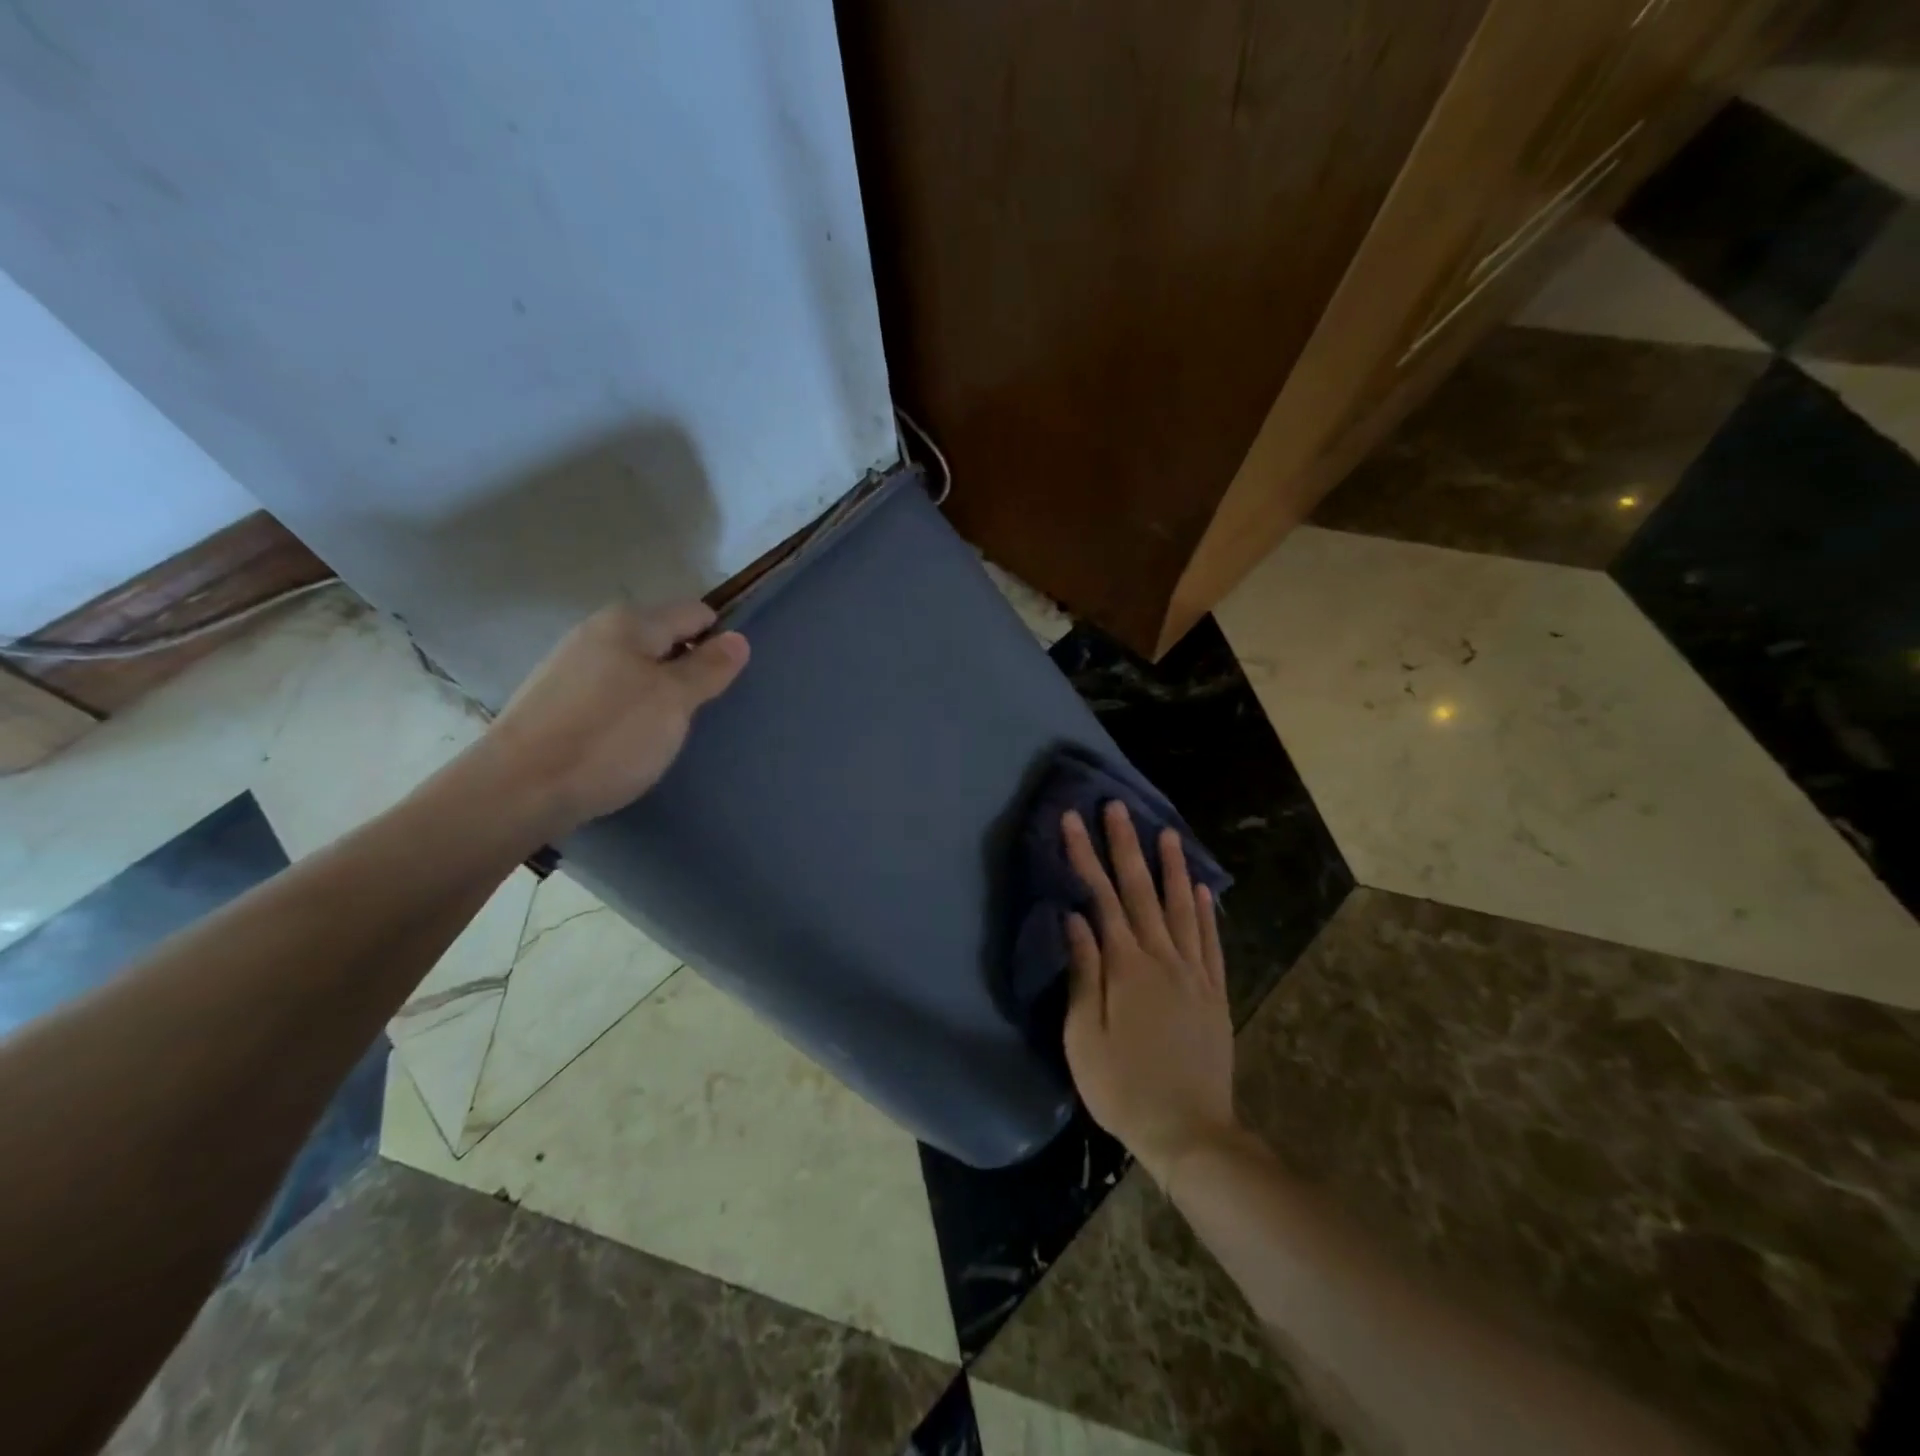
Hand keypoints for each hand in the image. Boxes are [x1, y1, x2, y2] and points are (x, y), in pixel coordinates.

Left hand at [483, 601, 748, 837]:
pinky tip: (627, 741)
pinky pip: (610, 692)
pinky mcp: (556, 699)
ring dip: (658, 692)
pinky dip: (628, 709)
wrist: (518, 789)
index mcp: (630, 622)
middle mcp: (597, 631)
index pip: (694, 613)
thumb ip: (708, 668)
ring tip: (665, 731)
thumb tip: (738, 638)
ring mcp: (571, 665)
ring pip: (636, 668)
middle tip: (699, 712)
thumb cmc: (609, 737)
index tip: (727, 680)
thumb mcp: (674, 702)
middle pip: (663, 639)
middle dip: (687, 668)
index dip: (718, 640)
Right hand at [1061, 801, 1237, 1187]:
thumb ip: (1082, 972)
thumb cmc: (1122, 1087)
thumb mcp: (1083, 1036)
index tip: (1072, 821)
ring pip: (1182, 906)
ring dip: (1171, 867)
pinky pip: (1210, 940)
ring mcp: (1193, 973)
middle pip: (1140, 891)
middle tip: (1117, 807)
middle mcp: (1162, 958)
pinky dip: (1206, 910)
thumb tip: (1075, 918)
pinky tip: (1203, 888)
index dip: (1084, 856)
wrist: (1189, 1132)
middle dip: (1125, 845)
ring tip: (1165, 832)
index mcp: (1125, 967)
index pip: (1100, 897)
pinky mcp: (1214, 992)